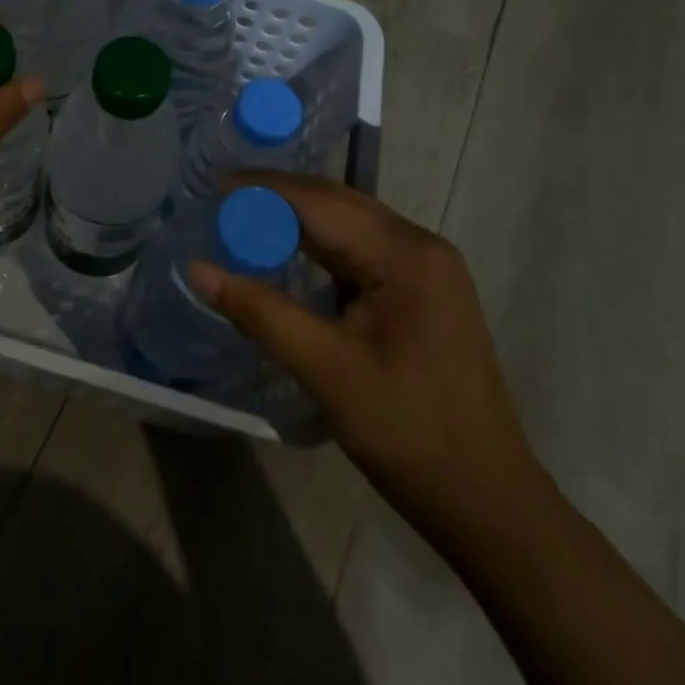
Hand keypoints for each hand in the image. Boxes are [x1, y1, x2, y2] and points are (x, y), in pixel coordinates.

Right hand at [186, 175, 542, 540]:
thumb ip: (260, 312)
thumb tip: (196, 269)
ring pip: (349, 224)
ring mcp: (427, 268)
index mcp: (405, 254)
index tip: (212, 184)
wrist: (487, 501)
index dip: (263, 189)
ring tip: (245, 219)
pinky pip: (362, 250)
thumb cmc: (408, 433)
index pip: (320, 201)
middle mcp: (420, 245)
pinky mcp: (423, 291)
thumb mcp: (326, 370)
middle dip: (278, 197)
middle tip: (221, 198)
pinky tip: (290, 253)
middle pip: (337, 202)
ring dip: (298, 219)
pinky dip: (320, 246)